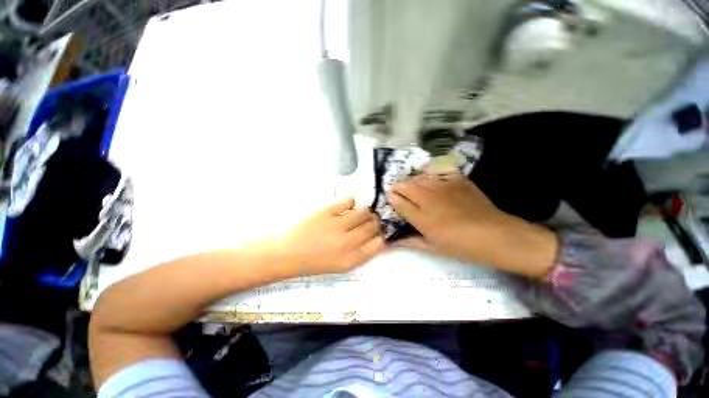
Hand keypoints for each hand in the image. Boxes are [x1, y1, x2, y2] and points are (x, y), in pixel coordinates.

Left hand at [278, 197, 384, 274]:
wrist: (286, 254)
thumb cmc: (313, 262)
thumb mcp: (340, 265)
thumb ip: (359, 253)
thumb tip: (374, 238)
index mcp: (351, 259)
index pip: (378, 244)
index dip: (382, 235)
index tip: (380, 231)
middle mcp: (347, 243)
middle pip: (372, 227)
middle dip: (375, 222)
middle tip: (372, 219)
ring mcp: (337, 226)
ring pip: (363, 213)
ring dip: (366, 211)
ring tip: (362, 211)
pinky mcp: (326, 212)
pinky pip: (347, 202)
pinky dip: (351, 201)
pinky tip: (350, 204)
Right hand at [388, 172, 557, 277]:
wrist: (495, 235)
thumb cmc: (461, 246)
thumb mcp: (433, 247)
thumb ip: (410, 241)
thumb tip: (392, 241)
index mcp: (421, 216)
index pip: (397, 200)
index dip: (391, 197)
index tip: (390, 198)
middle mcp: (428, 197)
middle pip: (405, 185)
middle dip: (398, 187)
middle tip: (399, 192)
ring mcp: (443, 185)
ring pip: (419, 177)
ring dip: (412, 181)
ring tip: (413, 187)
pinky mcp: (457, 179)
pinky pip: (437, 172)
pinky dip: (431, 175)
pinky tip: (432, 182)